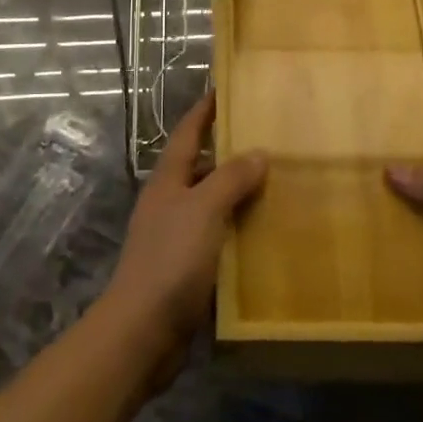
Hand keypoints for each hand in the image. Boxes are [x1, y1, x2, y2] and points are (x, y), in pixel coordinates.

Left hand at [102, 92, 266, 365]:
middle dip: (231, 154)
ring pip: (213, 205)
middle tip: (270, 141)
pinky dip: (240, 231)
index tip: (226, 89)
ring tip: (279, 184)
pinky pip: (219, 238)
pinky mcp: (188, 269)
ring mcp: (177, 237)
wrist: (143, 331)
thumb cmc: (171, 260)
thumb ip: (230, 179)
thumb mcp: (203, 210)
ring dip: (239, 194)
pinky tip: (267, 234)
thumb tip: (257, 153)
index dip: (205, 111)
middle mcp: (170, 203)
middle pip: (202, 168)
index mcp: (168, 181)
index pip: (187, 134)